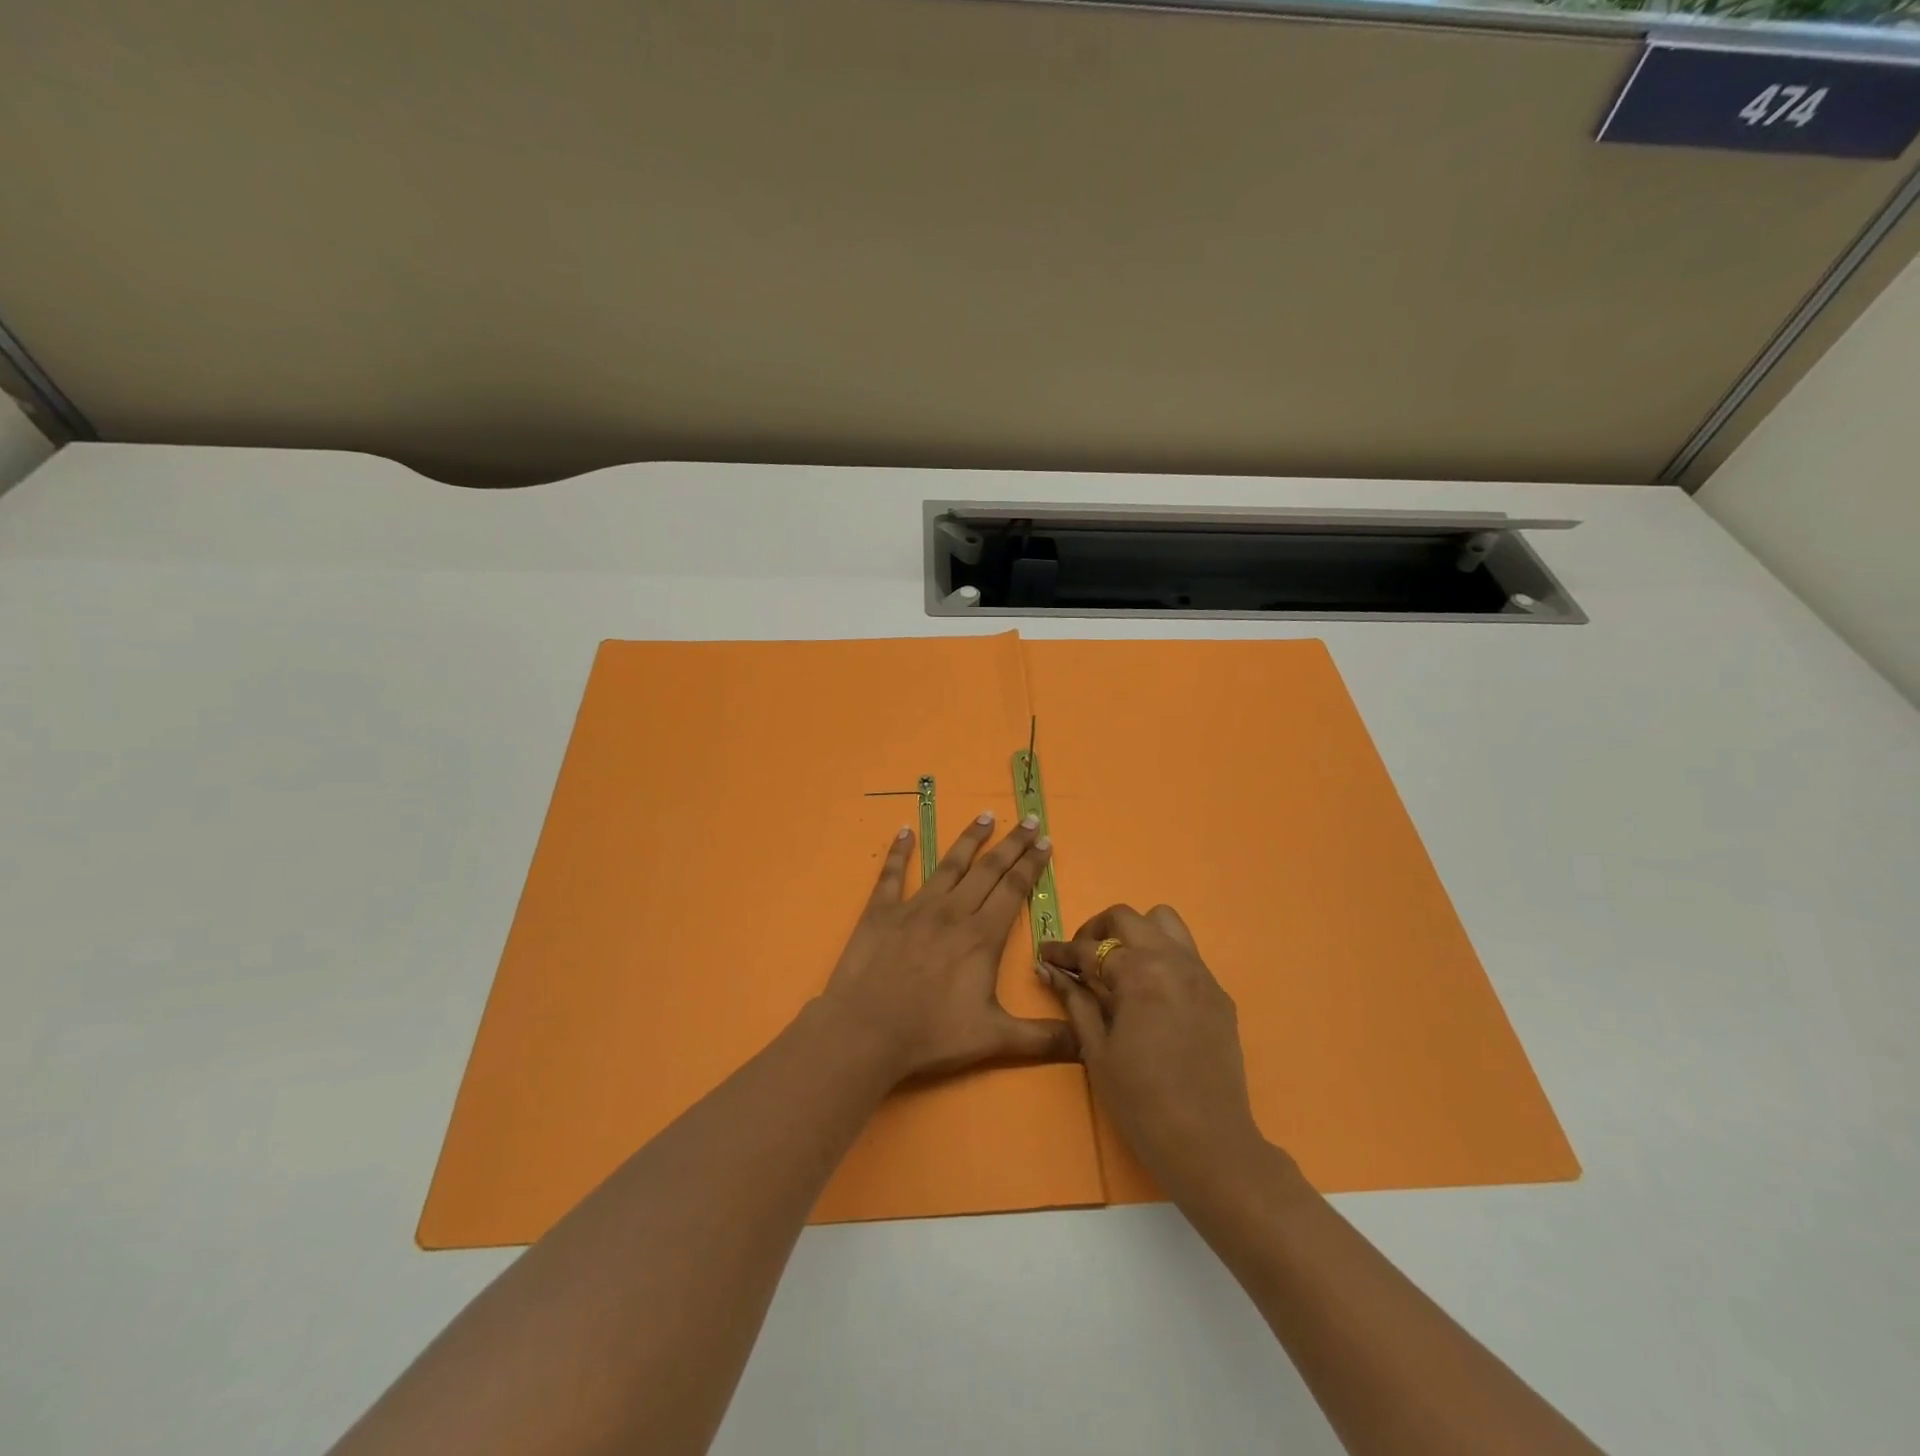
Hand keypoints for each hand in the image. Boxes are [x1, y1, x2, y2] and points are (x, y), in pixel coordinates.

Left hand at [820, 813, 1075, 1084]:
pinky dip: (899, 851)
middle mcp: (952, 911)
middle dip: (1012, 843)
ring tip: (985, 816)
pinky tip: (904, 830)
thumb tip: (1086, 1040)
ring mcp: (914, 907)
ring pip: (949, 864)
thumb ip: (1043, 1039)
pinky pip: (892, 874)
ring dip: (969, 839)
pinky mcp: (881, 912)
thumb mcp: (995, 1039)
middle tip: (1029, 819)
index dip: (1031, 863)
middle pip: (988, 869)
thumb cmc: (932, 1035)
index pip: (1013, 888)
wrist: (866, 1032)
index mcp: (981, 935)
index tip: (1045, 840)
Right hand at [1040, 904, 1271, 1198]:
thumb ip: (1075, 1001)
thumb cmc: (1142, 1102)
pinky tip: (1152, 993)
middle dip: (1097, 931)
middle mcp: (1173, 960)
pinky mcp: (1218, 993)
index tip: (1045, 955)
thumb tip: (1050, 969)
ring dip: (1136, 933)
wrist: (1210, 1144)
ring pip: (1165, 923)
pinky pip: (1187, 954)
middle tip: (1082, 959)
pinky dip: (1162, 957)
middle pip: (1127, 918)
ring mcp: (1201, 974)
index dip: (1062, 951)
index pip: (1091, 948)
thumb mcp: (1097, 1050)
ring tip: (1120, 966)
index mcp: (1139, 973)